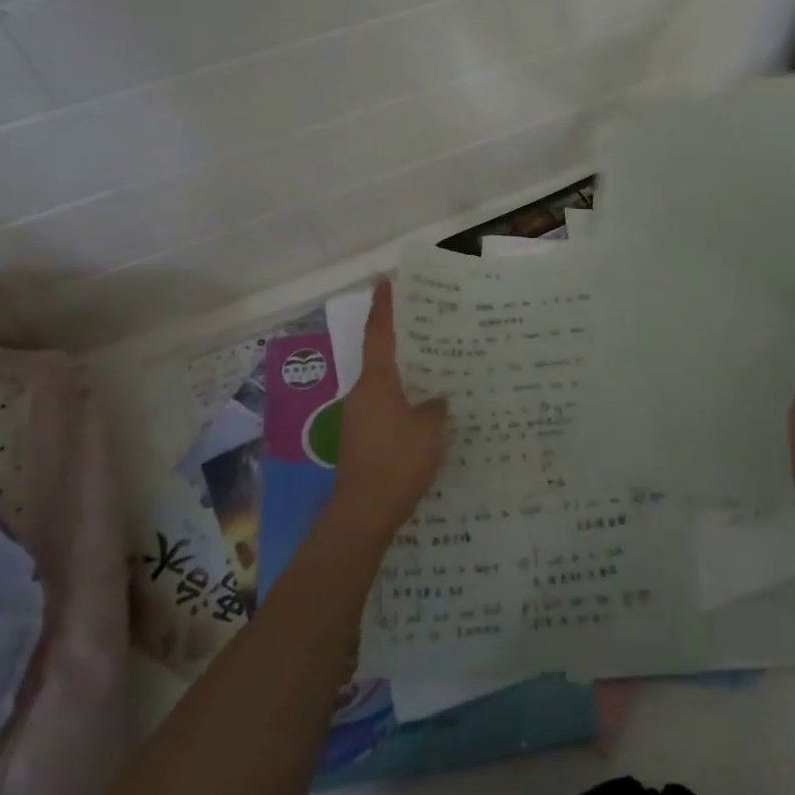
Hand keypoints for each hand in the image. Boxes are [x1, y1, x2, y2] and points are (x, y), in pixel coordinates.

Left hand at [331, 279, 447, 540]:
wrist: (363, 513)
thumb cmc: (397, 461)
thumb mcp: (430, 429)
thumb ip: (437, 407)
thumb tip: (437, 398)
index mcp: (377, 381)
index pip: (379, 332)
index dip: (384, 306)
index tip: (386, 281)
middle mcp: (362, 392)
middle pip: (382, 357)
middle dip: (402, 342)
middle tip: (429, 327)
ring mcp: (357, 417)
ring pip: (385, 385)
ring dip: (405, 376)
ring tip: (435, 370)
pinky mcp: (360, 439)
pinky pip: (384, 408)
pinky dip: (402, 402)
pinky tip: (424, 413)